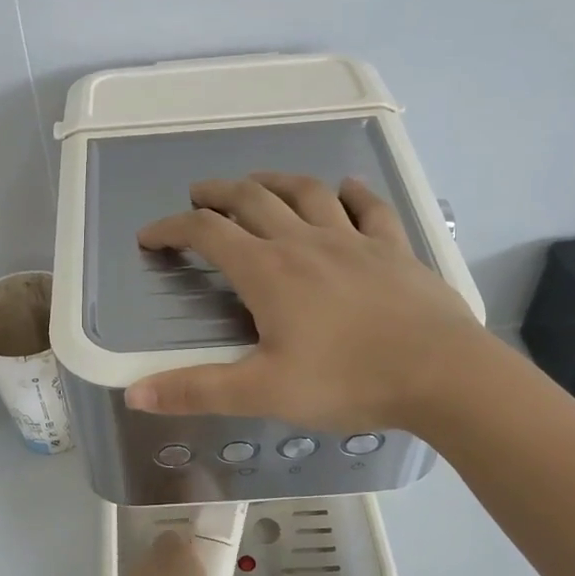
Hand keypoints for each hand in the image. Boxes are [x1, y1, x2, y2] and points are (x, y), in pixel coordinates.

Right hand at [124, 173, 482, 429]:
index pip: (207, 234)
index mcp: (268, 272)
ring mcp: (353, 240)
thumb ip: (196, 390)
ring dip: (275, 181)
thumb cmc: (346, 381)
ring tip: (258, 183)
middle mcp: (305, 242)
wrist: (441, 373)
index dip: (172, 230)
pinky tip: (345, 189)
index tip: (150, 237)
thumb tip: (134, 393)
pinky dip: (351, 193)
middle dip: (218, 193)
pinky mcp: (393, 249)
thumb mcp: (262, 392)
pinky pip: (369, 208)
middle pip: (253, 200)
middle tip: (199, 195)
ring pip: (307, 194)